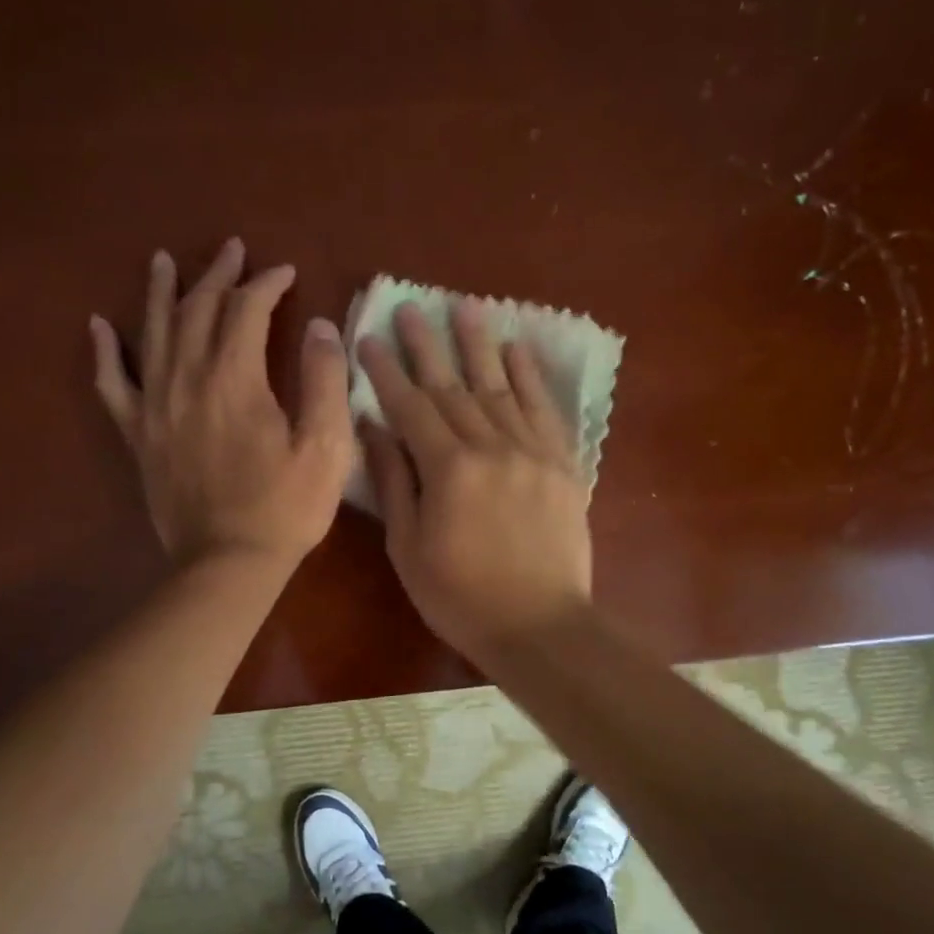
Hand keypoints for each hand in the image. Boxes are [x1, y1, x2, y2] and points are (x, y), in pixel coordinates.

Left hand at [90, 239, 353, 569]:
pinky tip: (99, 327)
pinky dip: (106, 352)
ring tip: (164, 260)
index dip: (266, 284)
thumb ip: (324, 380)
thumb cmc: (284, 507)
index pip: (246, 310)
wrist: (227, 563)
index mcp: (234, 379)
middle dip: (217, 275)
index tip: (285, 273)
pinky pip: (113, 384)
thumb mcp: (325, 446)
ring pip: (153, 333)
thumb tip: (319, 325)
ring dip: (161, 292)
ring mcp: (155, 406)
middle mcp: (187, 379)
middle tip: (232, 251)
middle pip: (197, 310)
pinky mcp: (139, 435)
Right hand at [358, 301, 592, 664]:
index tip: (370, 337)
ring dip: (478, 345)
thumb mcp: (409, 547)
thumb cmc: (459, 597)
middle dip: (427, 345)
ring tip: (464, 306)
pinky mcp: (564, 463)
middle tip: (410, 307)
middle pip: (453, 386)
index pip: (410, 406)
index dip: (386, 371)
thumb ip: (393, 482)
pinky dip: (530, 376)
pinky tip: (516, 349)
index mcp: (447, 469)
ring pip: (500, 387)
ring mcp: (532, 451)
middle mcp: (491, 446)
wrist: (539, 627)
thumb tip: (373, 427)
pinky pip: (544, 409)